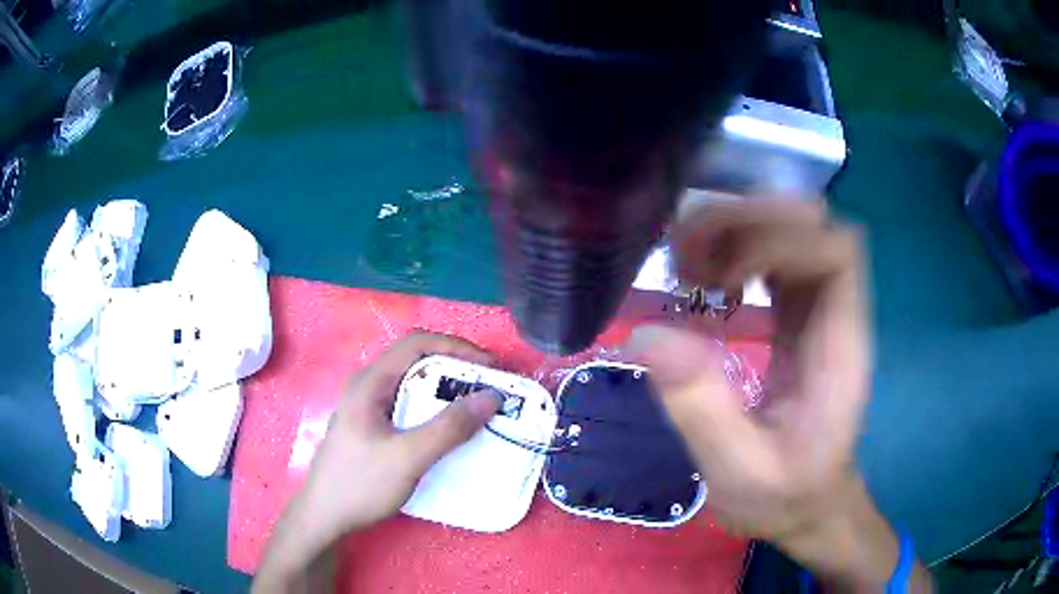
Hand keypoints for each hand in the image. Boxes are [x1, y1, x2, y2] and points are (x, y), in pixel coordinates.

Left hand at [253, 332, 500, 592]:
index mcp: (370, 383)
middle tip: (489, 390)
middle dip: (456, 370)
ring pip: (413, 386)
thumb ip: (449, 428)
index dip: (457, 347)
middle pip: (417, 362)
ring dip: (447, 392)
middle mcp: (368, 387)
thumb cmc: (360, 483)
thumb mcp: (408, 457)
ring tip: (477, 409)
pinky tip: (450, 432)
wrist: (324, 517)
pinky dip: (435, 412)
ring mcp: (368, 408)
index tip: (490, 368)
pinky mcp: (372, 428)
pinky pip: (409, 408)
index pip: (417, 344)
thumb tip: (491, 396)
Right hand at [629, 202, 928, 590]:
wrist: (807, 504)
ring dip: (735, 230)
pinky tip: (703, 282)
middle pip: (811, 225)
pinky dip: (733, 250)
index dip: (780, 239)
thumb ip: (700, 408)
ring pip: (790, 231)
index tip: (723, 275)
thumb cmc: (783, 495)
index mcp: (841, 345)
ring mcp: (818, 310)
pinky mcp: (797, 316)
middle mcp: (836, 313)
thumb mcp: (738, 471)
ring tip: (685, 265)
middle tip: (687, 257)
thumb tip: (645, 335)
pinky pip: (774, 257)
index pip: (836, 251)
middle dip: (747, 222)